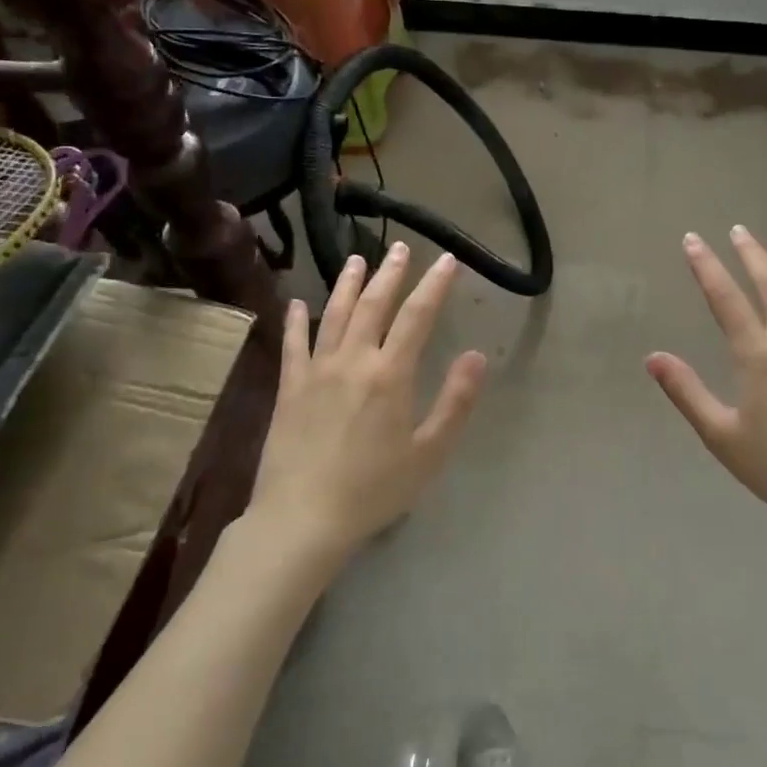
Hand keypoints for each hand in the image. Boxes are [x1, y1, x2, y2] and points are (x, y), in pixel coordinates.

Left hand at [246, 244, 487, 564]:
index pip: (417, 316)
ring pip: (334, 315)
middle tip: (400, 248)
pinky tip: (298, 303)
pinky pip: (293, 345)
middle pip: (374, 305)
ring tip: (356, 259)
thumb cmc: (374, 489)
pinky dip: (296, 320)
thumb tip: (477, 355)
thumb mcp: (429, 452)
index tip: (447, 259)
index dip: (434, 285)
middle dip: (391, 273)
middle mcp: (353, 361)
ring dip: (348, 284)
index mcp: (390, 374)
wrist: (302, 519)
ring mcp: (316, 371)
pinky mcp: (288, 389)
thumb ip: (455, 401)